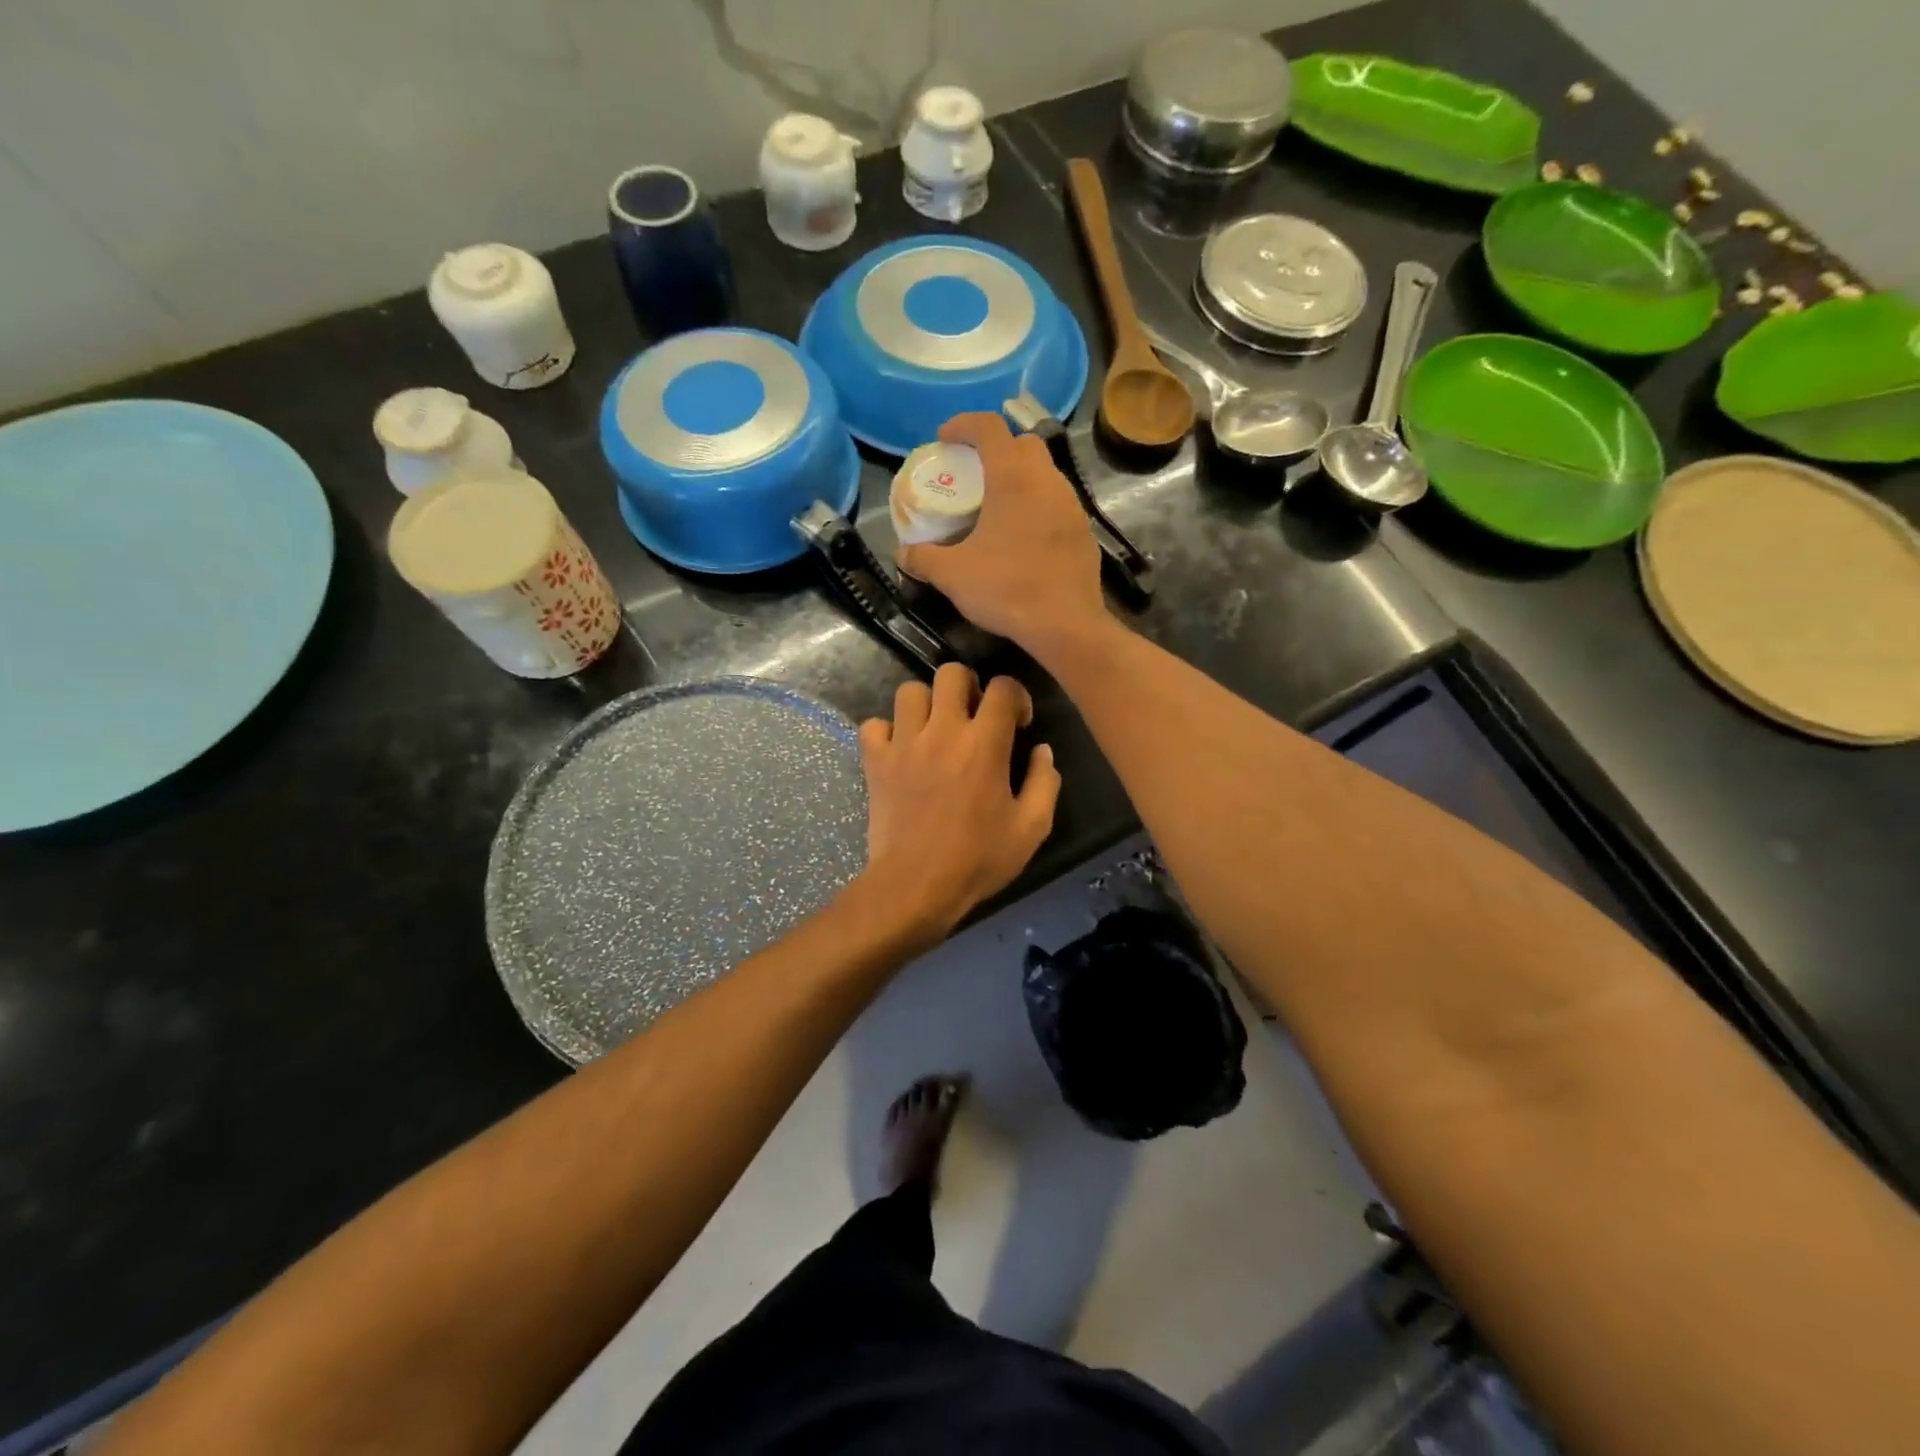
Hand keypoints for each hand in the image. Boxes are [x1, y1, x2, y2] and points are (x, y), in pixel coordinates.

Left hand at [856, 663, 1060, 941]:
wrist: (916, 886)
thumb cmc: (978, 859)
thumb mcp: (1031, 828)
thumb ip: (1044, 782)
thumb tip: (1041, 751)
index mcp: (984, 743)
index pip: (1003, 687)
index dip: (1016, 696)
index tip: (1017, 723)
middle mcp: (942, 731)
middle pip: (951, 673)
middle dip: (968, 686)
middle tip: (973, 717)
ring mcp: (903, 743)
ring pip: (909, 690)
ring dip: (926, 704)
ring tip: (935, 729)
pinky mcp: (875, 761)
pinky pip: (873, 725)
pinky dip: (886, 731)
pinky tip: (900, 750)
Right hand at [896, 412, 1107, 652]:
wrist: (1065, 625)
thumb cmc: (1006, 589)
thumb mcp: (952, 575)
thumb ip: (923, 558)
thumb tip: (903, 554)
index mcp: (1013, 478)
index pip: (989, 427)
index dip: (963, 424)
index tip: (944, 438)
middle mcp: (1047, 481)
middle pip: (1024, 443)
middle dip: (997, 448)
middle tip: (974, 472)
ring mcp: (1072, 506)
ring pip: (1046, 474)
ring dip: (1021, 478)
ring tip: (997, 506)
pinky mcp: (1084, 532)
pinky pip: (1058, 505)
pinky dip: (1038, 507)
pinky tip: (1023, 537)